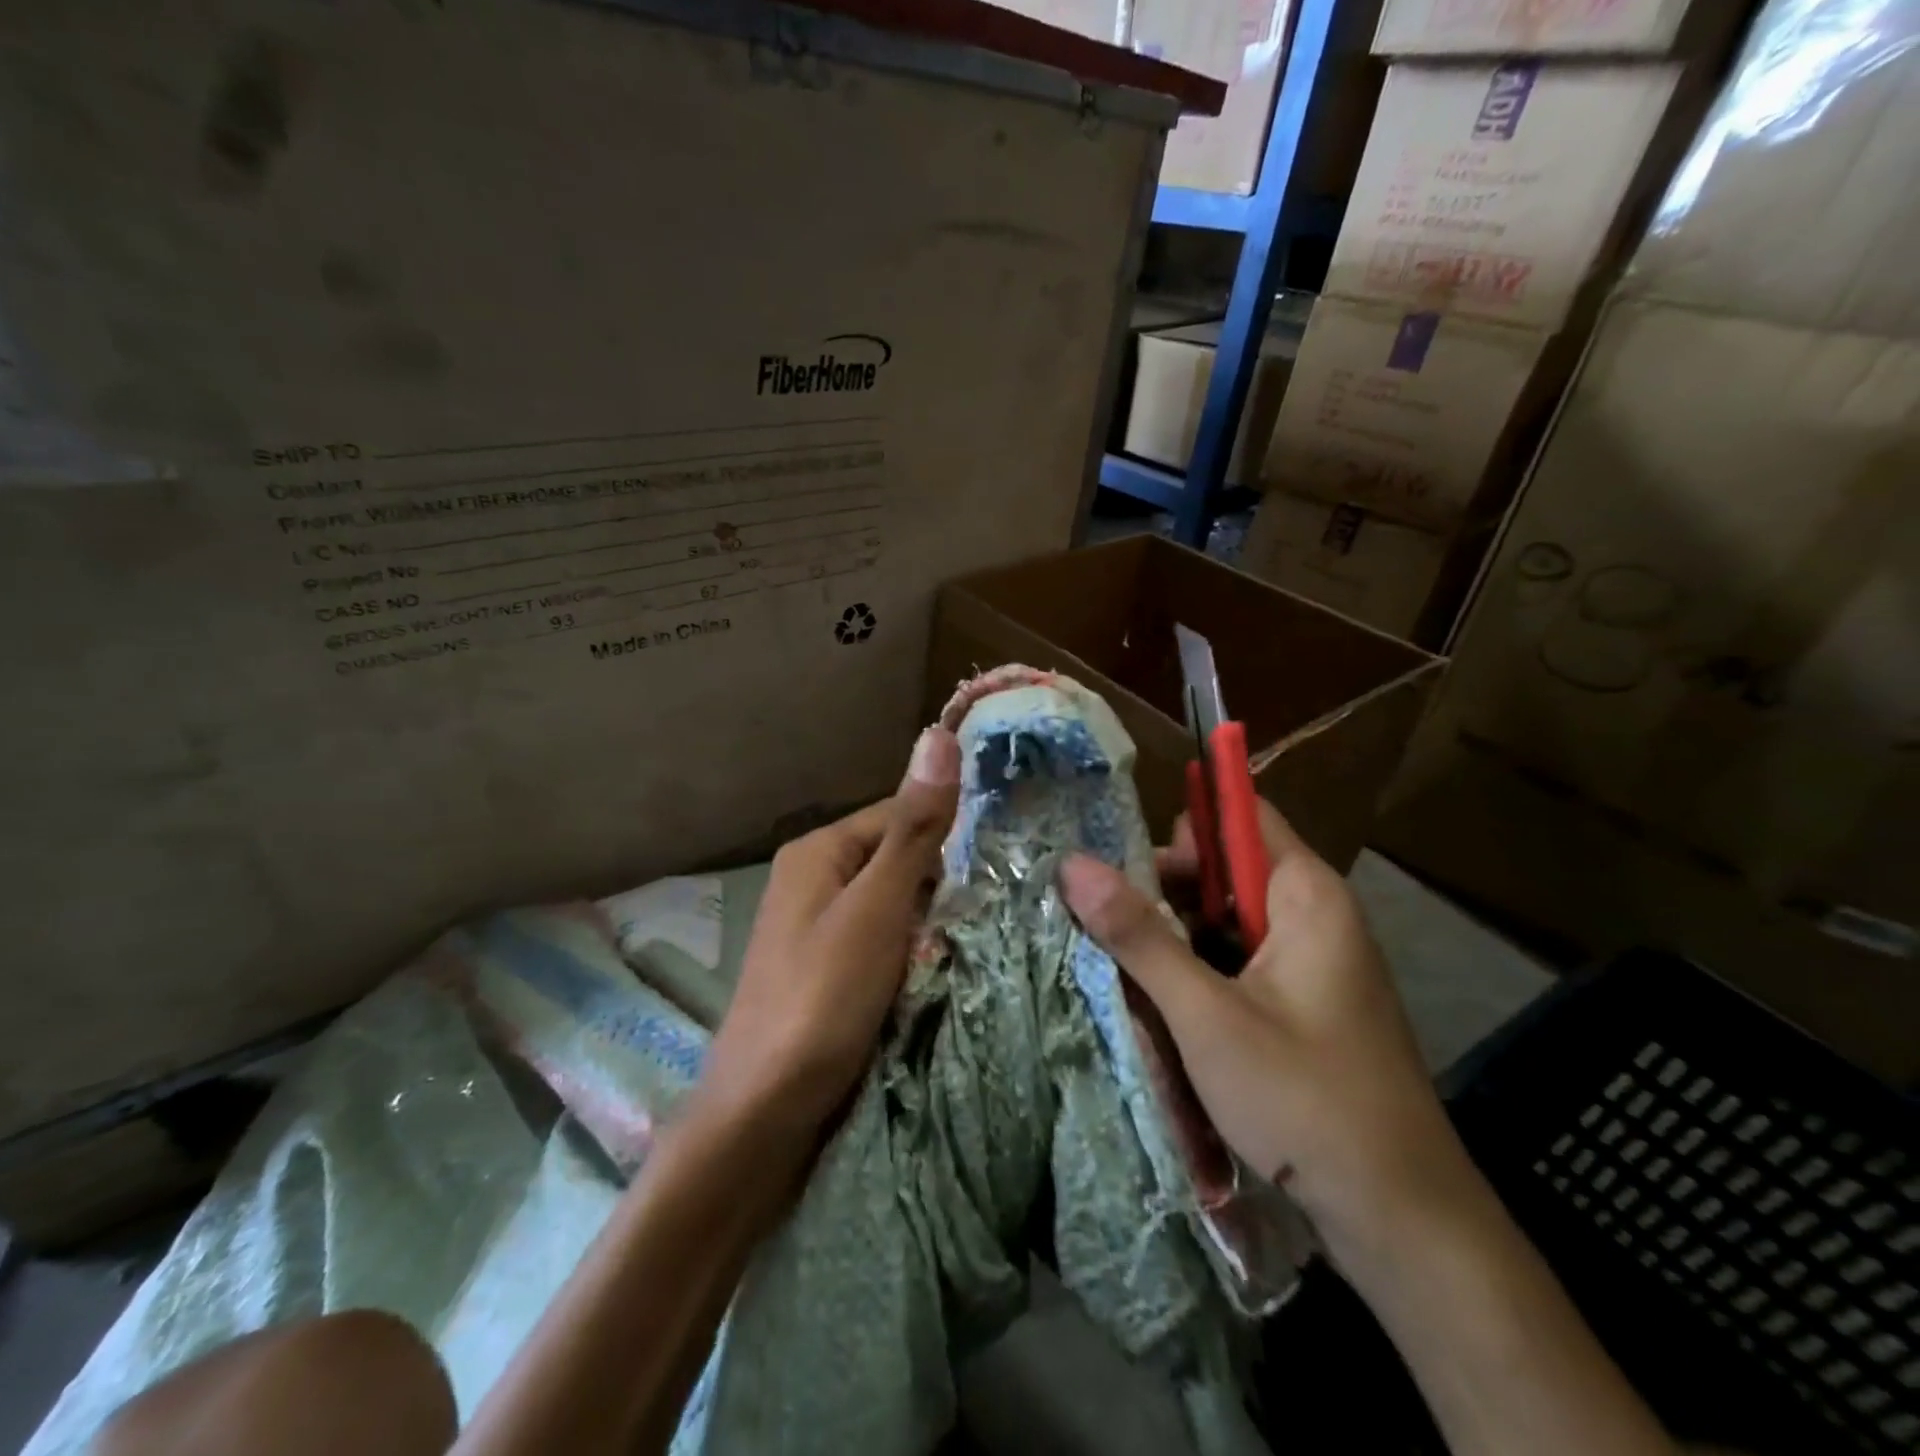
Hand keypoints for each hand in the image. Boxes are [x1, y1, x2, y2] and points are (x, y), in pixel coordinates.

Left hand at [696, 725, 960, 1138]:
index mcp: (819, 850)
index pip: (900, 813)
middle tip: (999, 906)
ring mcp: (818, 927)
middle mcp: (814, 879)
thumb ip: (914, 828)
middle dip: (943, 882)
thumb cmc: (822, 998)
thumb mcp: (877, 907)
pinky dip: (913, 951)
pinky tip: (942, 969)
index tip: (1004, 858)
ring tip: (982, 938)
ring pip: (894, 903)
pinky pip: (883, 941)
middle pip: (898, 859)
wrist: (762, 1115)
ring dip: (932, 919)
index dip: (950, 832)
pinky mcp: (828, 970)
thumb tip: (937, 735)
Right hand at [1057, 800, 1468, 1261]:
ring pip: (1226, 920)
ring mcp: (1311, 961)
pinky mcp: (1303, 1002)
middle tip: (1111, 931)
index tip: (1123, 864)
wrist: (1401, 1221)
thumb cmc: (1304, 1100)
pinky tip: (1162, 1006)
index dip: (1180, 829)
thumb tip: (1072, 863)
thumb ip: (1138, 935)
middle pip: (1225, 869)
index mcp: (1305, 894)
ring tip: (1124, 971)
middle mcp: (1313, 914)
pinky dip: (1199, 972)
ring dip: (1176, 938)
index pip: (1239, 816)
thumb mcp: (1205, 1014)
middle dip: (1166, 891)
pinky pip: (1239, 961)